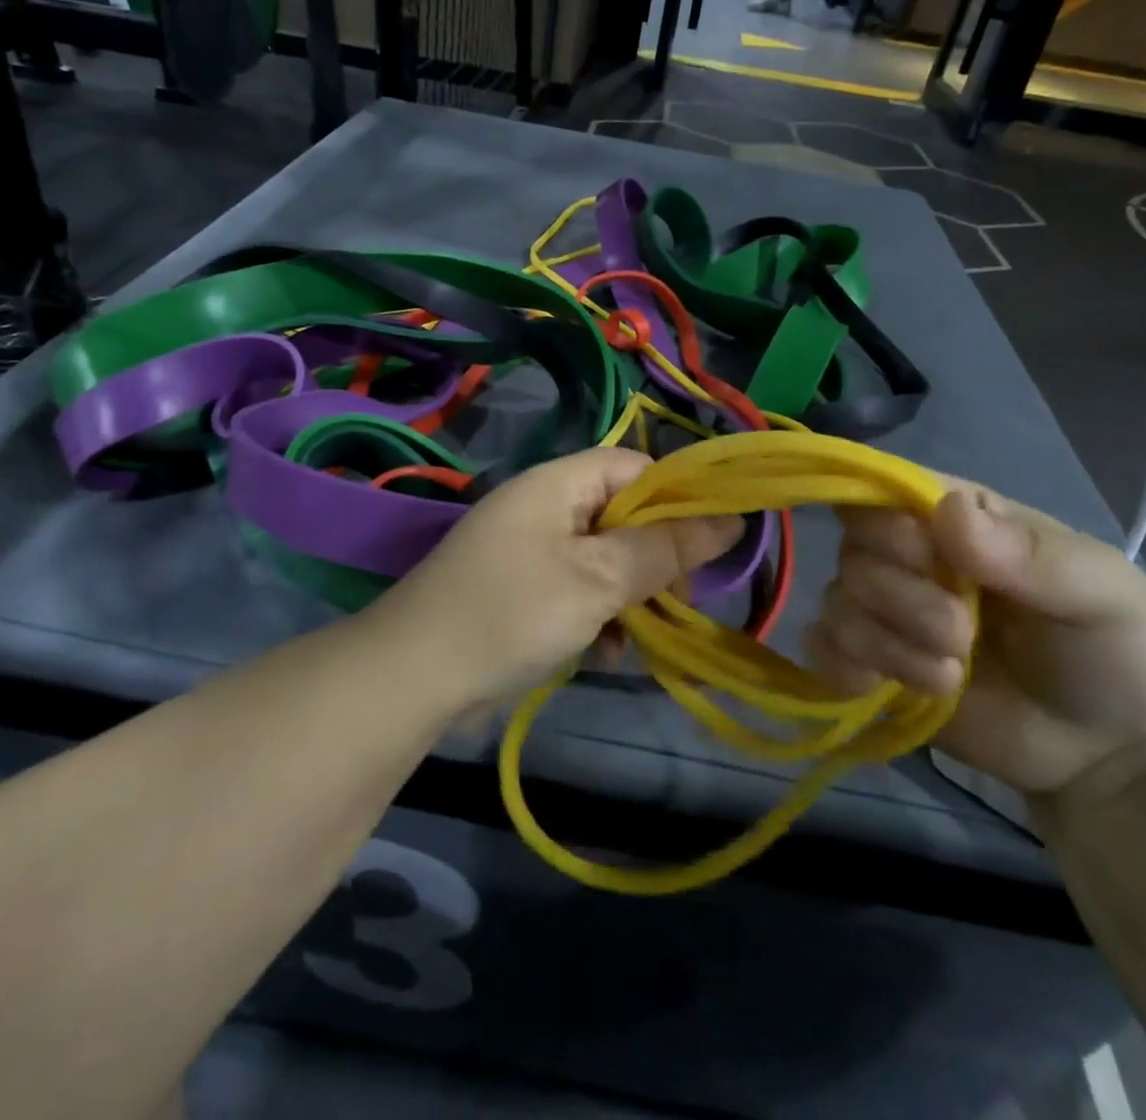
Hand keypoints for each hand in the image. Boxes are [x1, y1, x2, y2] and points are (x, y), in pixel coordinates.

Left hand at [366, 448, 743, 710]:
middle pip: (622, 516)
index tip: (710, 543)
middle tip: (680, 600)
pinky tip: (607, 655)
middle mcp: (545, 509)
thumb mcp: (598, 579)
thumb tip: (732, 520)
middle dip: (656, 558)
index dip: (676, 497)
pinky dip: (598, 618)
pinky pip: (578, 592)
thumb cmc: (513, 612)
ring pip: (605, 560)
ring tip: (644, 634)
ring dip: (630, 596)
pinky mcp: (523, 594)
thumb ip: (664, 550)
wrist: (413, 677)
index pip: (633, 467)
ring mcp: (531, 553)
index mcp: (558, 484)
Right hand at [803, 480, 1145, 799]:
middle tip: (962, 636)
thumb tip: (948, 512)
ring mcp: (887, 613)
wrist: (1116, 758)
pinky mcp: (873, 665)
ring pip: (837, 602)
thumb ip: (1028, 554)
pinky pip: (822, 648)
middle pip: (853, 551)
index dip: (889, 523)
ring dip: (889, 645)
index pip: (880, 490)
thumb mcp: (1100, 592)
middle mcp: (908, 557)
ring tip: (950, 676)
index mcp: (955, 519)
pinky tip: (886, 688)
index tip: (931, 561)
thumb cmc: (1118, 653)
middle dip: (903, 599)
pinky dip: (844, 667)